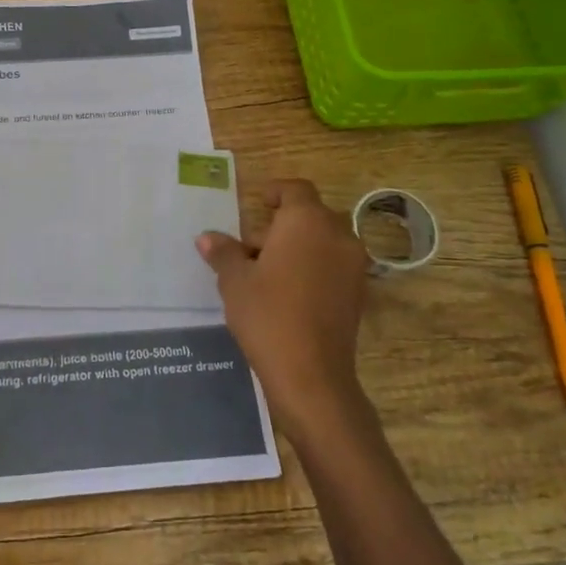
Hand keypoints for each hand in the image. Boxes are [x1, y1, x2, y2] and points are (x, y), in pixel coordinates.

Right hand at [196, 179, 372, 441]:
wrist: (311, 375)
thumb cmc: (268, 315)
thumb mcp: (234, 280)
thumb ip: (223, 252)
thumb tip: (207, 238)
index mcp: (307, 221)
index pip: (295, 189)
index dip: (276, 192)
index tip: (258, 202)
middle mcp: (337, 235)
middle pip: (310, 215)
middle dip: (281, 225)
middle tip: (249, 248)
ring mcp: (353, 265)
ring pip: (322, 241)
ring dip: (297, 247)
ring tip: (264, 273)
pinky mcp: (358, 293)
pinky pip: (332, 264)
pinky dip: (312, 267)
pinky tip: (286, 292)